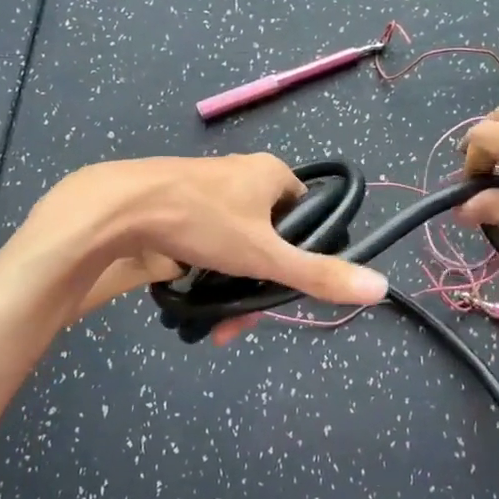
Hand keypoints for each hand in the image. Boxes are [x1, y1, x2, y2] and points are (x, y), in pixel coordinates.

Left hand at [31, 154, 388, 323]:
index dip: (303, 254)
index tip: (285, 289)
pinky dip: (207, 272)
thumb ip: (318, 273)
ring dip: (233, 286)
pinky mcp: (178, 206)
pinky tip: (194, 300)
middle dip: (260, 285)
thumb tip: (379, 287)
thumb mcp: (264, 255)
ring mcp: (208, 190)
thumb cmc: (201, 220)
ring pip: (237, 246)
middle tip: (242, 321)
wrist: (118, 208)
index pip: (307, 214)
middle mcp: (242, 175)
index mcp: (270, 173)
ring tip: (216, 325)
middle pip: (270, 238)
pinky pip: (207, 243)